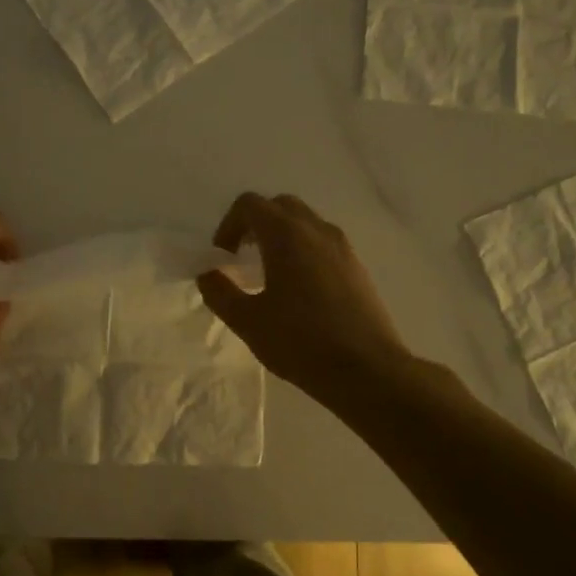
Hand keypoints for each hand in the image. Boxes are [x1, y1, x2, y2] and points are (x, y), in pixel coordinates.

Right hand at [198, 193, 408, 402]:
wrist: (367, 371)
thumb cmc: (300, 342)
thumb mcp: (247, 321)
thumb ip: (220, 292)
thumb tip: (209, 274)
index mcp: (286, 236)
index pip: (250, 205)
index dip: (228, 225)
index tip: (223, 258)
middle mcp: (316, 230)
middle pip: (279, 206)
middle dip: (255, 225)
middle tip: (243, 258)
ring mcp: (342, 247)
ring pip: (305, 223)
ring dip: (281, 237)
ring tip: (269, 275)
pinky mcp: (357, 267)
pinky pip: (323, 243)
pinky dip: (303, 251)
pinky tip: (298, 291)